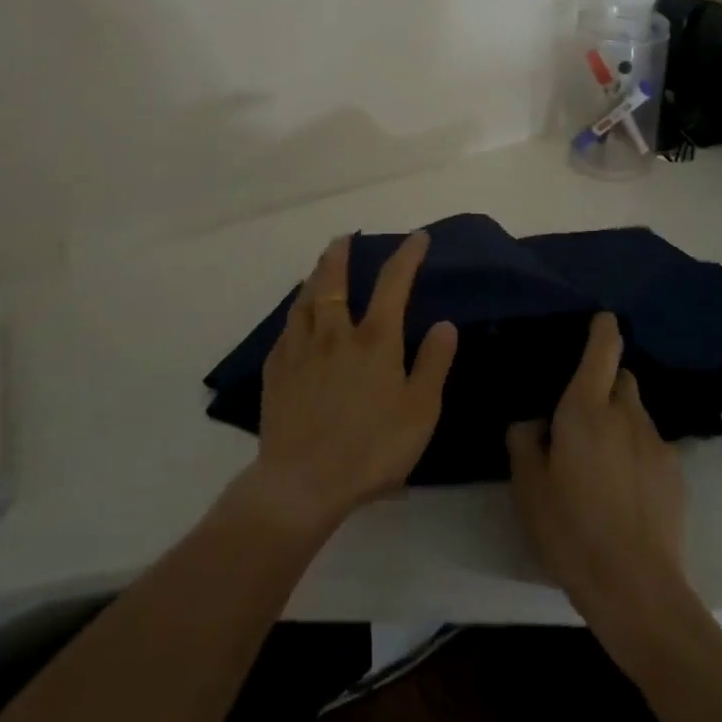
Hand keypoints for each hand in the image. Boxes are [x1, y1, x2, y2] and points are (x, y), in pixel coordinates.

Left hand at [250, 232, 458, 536]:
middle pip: (333, 279)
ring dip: (314, 276)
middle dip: (341, 253)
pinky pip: (285, 329)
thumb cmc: (370, 449)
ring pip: (304, 299)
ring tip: (318, 268)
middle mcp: (334, 332)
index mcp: (373, 339)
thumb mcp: (419, 412)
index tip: (417, 237)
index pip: (392, 282)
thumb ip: (433, 364)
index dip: (407, 255)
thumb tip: (444, 323)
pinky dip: (294, 313)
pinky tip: (295, 319)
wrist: (302, 484)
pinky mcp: (276, 370)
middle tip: (344, 238)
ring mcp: (300, 349)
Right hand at [507, 313, 690, 634]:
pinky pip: (652, 445)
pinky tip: (625, 489)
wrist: (638, 591)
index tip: (601, 318)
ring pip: (638, 413)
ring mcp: (657, 444)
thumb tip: (534, 420)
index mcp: (586, 408)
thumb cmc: (571, 530)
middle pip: (622, 377)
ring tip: (603, 459)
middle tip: (583, 413)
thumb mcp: (528, 486)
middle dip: (606, 383)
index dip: (603, 328)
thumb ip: (524, 440)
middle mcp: (626, 414)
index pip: (603, 349)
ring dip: (621, 420)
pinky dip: (638, 452)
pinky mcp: (677, 475)